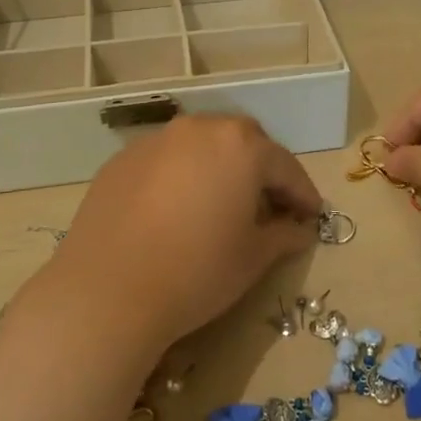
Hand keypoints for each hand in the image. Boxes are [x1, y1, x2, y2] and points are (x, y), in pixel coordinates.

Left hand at [49, 114, 321, 351]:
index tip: (312, 216)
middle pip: (243, 143)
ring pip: (201, 146)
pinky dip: (181, 176)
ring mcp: (157, 141)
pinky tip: (176, 210)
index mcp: (241, 146)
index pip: (284, 166)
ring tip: (220, 204)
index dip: (302, 194)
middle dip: (261, 170)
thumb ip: (283, 235)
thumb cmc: (197, 271)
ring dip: (218, 168)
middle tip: (268, 205)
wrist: (108, 290)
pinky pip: (166, 160)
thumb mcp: (252, 258)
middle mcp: (200, 130)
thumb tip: (299, 229)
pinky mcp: (122, 160)